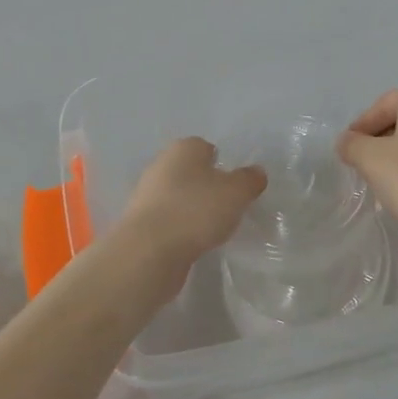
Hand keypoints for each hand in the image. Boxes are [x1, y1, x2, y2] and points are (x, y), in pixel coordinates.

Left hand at [117, 137, 267, 270]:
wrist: (149, 251)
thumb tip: (256, 172)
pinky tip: (193, 243)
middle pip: (190, 172)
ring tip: (213, 229)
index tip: (236, 185)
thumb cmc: (196, 210)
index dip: (222, 164)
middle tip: (228, 207)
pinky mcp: (141, 223)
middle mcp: (161, 165)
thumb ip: (249, 180)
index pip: (205, 147)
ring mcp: (147, 195)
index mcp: (183, 149)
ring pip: (178, 197)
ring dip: (193, 209)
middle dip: (207, 187)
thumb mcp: (236, 193)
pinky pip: (169, 220)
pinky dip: (181, 228)